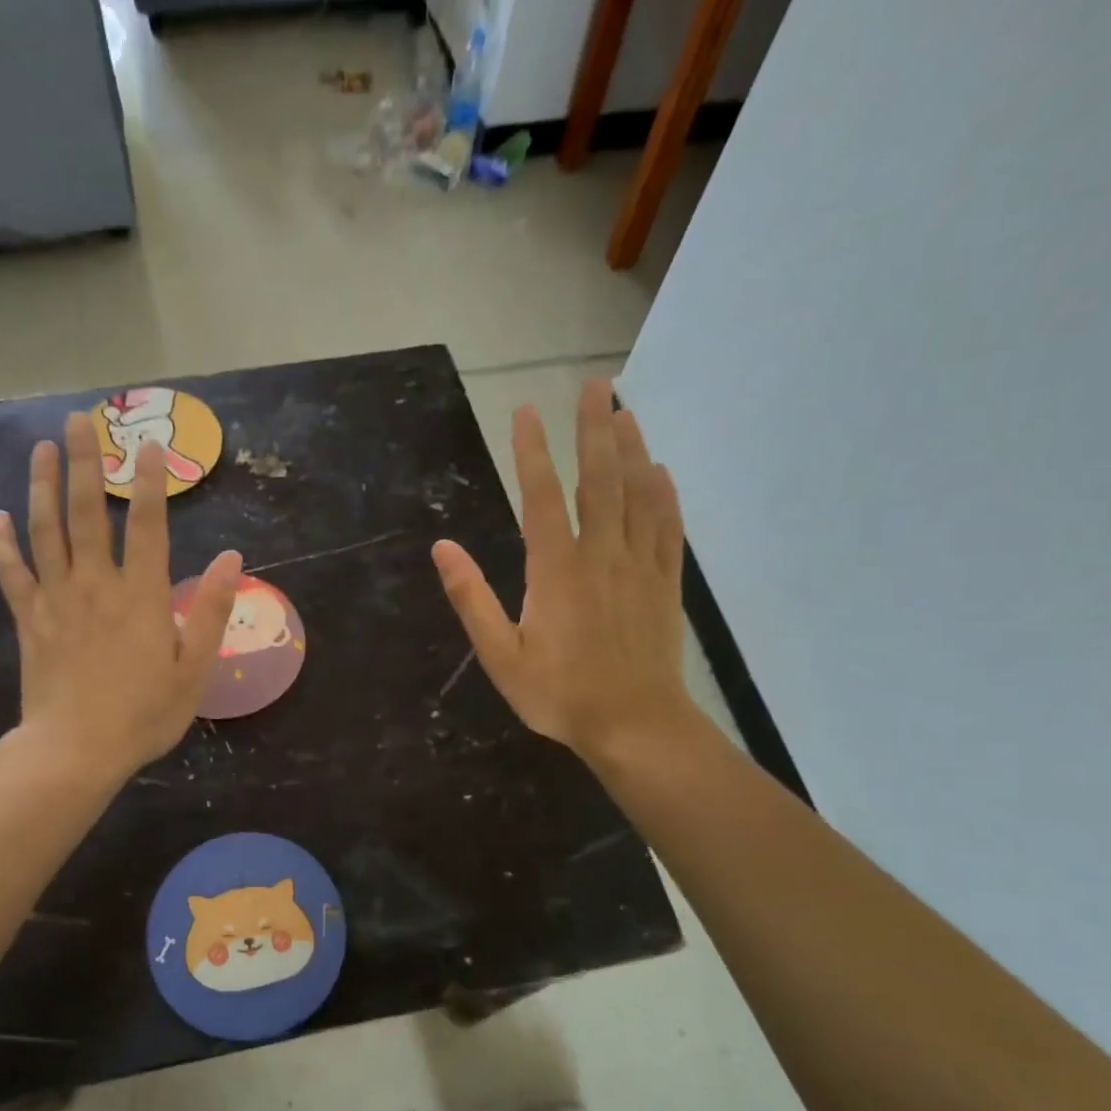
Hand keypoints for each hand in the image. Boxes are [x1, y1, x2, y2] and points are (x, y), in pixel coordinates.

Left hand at [0, 414, 240, 783]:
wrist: (76, 750)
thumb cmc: (144, 714)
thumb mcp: (194, 669)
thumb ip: (213, 610)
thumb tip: (234, 557)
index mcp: (141, 595)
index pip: (147, 525)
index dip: (149, 482)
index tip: (149, 444)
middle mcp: (95, 585)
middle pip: (85, 512)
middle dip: (83, 462)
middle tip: (79, 420)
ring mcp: (56, 599)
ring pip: (44, 531)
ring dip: (41, 486)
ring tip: (41, 448)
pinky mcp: (29, 620)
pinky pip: (11, 573)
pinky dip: (3, 544)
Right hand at [431, 379, 701, 766]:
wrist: (633, 725)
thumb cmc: (559, 695)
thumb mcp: (500, 655)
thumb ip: (471, 598)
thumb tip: (442, 548)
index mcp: (556, 570)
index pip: (541, 497)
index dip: (532, 451)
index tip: (526, 411)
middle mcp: (601, 555)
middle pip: (599, 480)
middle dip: (594, 429)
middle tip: (596, 385)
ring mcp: (639, 567)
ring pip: (638, 496)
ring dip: (631, 450)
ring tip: (625, 412)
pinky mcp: (664, 585)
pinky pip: (667, 528)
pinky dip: (664, 495)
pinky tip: (659, 472)